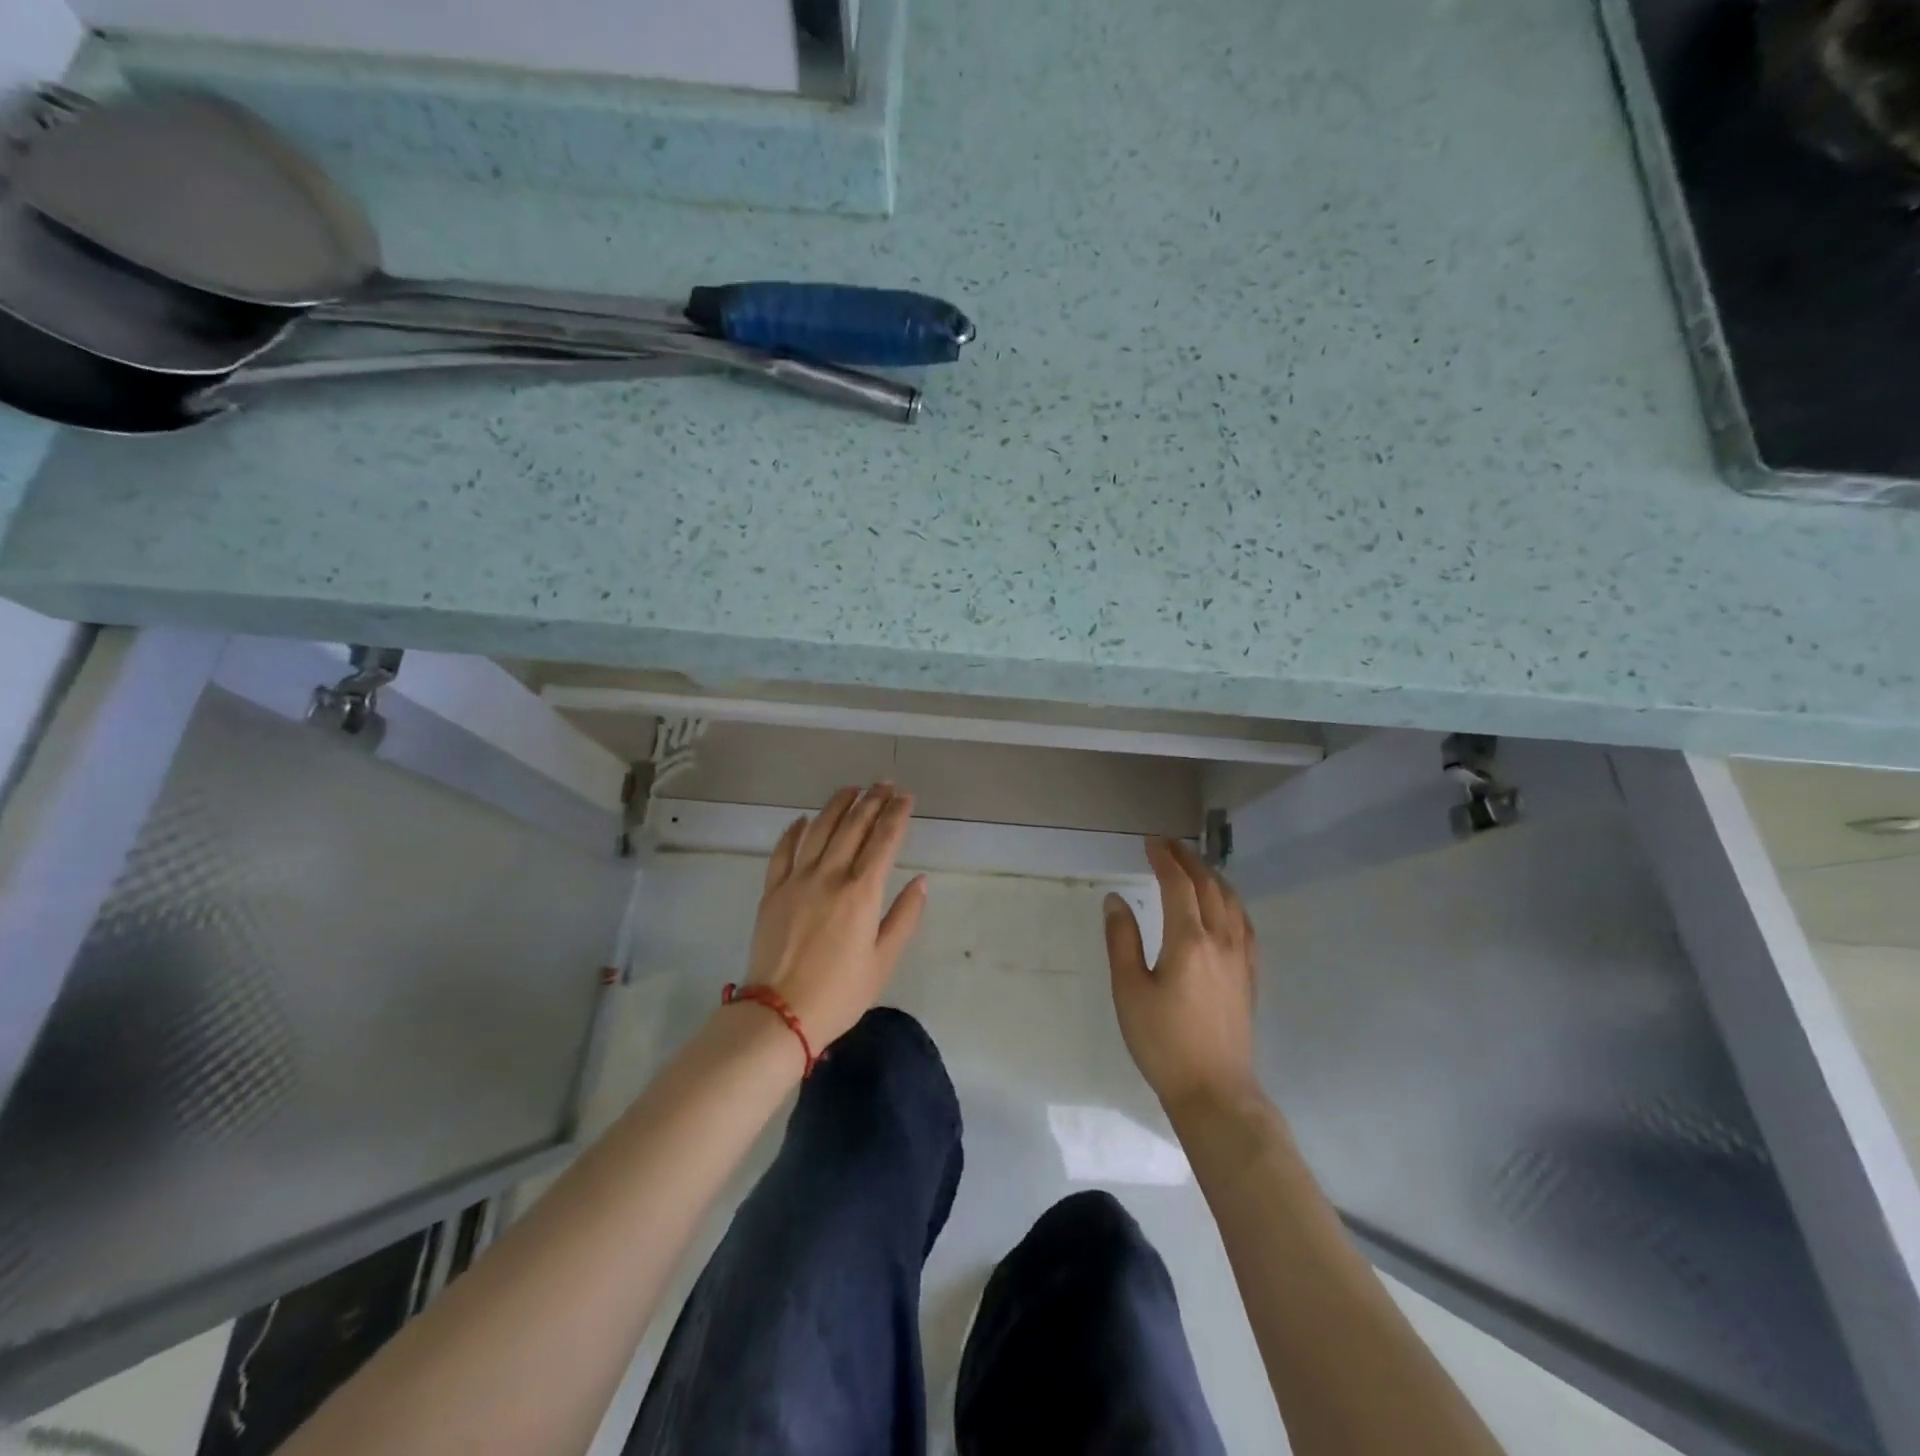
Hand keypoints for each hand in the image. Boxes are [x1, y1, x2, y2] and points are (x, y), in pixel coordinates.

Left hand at [743, 784, 928, 1051]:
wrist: (780, 1014)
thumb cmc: (840, 993)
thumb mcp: (884, 961)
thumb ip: (904, 917)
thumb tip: (920, 881)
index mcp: (861, 893)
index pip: (884, 840)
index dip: (897, 814)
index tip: (906, 797)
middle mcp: (830, 876)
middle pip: (853, 826)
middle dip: (872, 801)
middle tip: (884, 784)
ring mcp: (797, 880)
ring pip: (819, 829)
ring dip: (837, 805)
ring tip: (852, 789)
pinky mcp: (772, 891)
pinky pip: (783, 851)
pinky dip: (794, 831)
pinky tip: (803, 819)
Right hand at [1105, 838, 1260, 1112]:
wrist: (1215, 1091)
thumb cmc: (1163, 1042)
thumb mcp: (1129, 991)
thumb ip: (1122, 940)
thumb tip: (1116, 899)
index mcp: (1189, 941)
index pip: (1178, 885)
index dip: (1164, 859)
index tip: (1150, 843)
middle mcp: (1220, 941)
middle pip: (1209, 886)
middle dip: (1188, 860)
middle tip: (1168, 845)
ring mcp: (1241, 958)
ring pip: (1232, 902)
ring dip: (1212, 876)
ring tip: (1195, 866)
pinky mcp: (1250, 976)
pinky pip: (1245, 924)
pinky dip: (1231, 902)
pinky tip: (1225, 907)